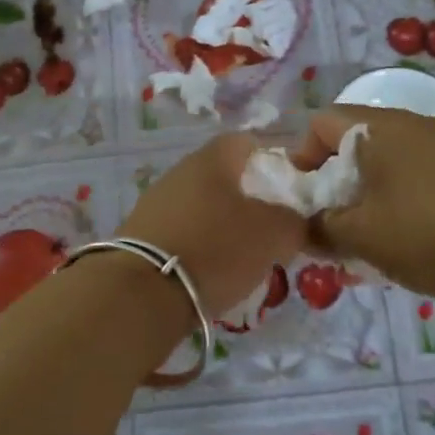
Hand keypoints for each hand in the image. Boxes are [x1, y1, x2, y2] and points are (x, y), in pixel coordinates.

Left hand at [119, 132, 309, 316]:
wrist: (143, 292)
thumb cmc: (216, 248)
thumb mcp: (273, 234)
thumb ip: (294, 221)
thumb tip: (294, 221)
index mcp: (211, 160)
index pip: (245, 142)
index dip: (272, 160)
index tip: (290, 188)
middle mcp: (178, 174)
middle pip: (222, 178)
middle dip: (249, 199)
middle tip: (272, 228)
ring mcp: (154, 206)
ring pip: (201, 209)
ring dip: (223, 227)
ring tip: (244, 258)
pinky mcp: (140, 238)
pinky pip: (181, 235)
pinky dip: (199, 249)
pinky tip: (210, 274)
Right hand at [296, 106, 434, 302]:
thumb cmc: (430, 231)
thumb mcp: (362, 235)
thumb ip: (321, 228)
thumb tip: (303, 228)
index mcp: (379, 129)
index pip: (320, 124)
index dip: (299, 158)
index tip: (300, 199)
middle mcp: (409, 130)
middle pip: (351, 149)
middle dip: (330, 190)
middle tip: (324, 231)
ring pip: (381, 174)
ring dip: (361, 207)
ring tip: (356, 249)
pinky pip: (410, 189)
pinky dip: (393, 213)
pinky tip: (394, 251)